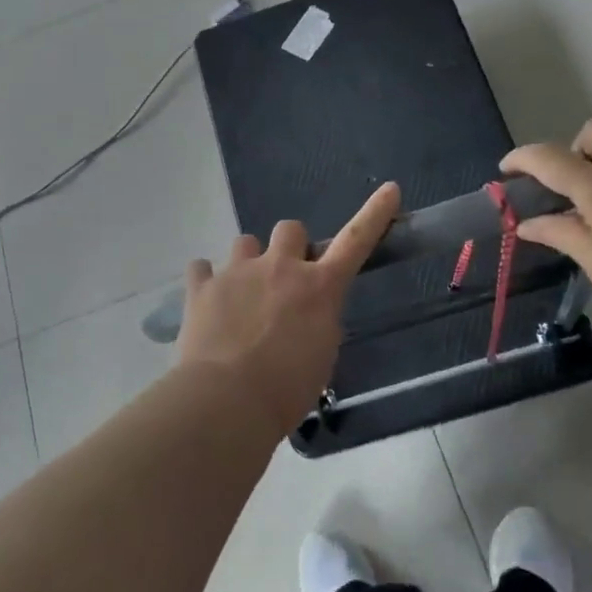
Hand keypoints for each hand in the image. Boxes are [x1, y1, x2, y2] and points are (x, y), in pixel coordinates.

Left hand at [178, 183, 401, 434]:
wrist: (227, 401)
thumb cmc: (286, 390)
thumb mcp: (321, 357)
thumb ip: (318, 322)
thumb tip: (305, 313)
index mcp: (319, 288)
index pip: (356, 241)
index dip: (374, 215)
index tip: (389, 190)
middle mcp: (279, 268)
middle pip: (290, 229)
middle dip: (290, 247)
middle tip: (282, 279)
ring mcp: (237, 272)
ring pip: (245, 243)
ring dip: (248, 263)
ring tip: (241, 296)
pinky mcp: (202, 286)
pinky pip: (202, 268)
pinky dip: (206, 281)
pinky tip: (207, 302)